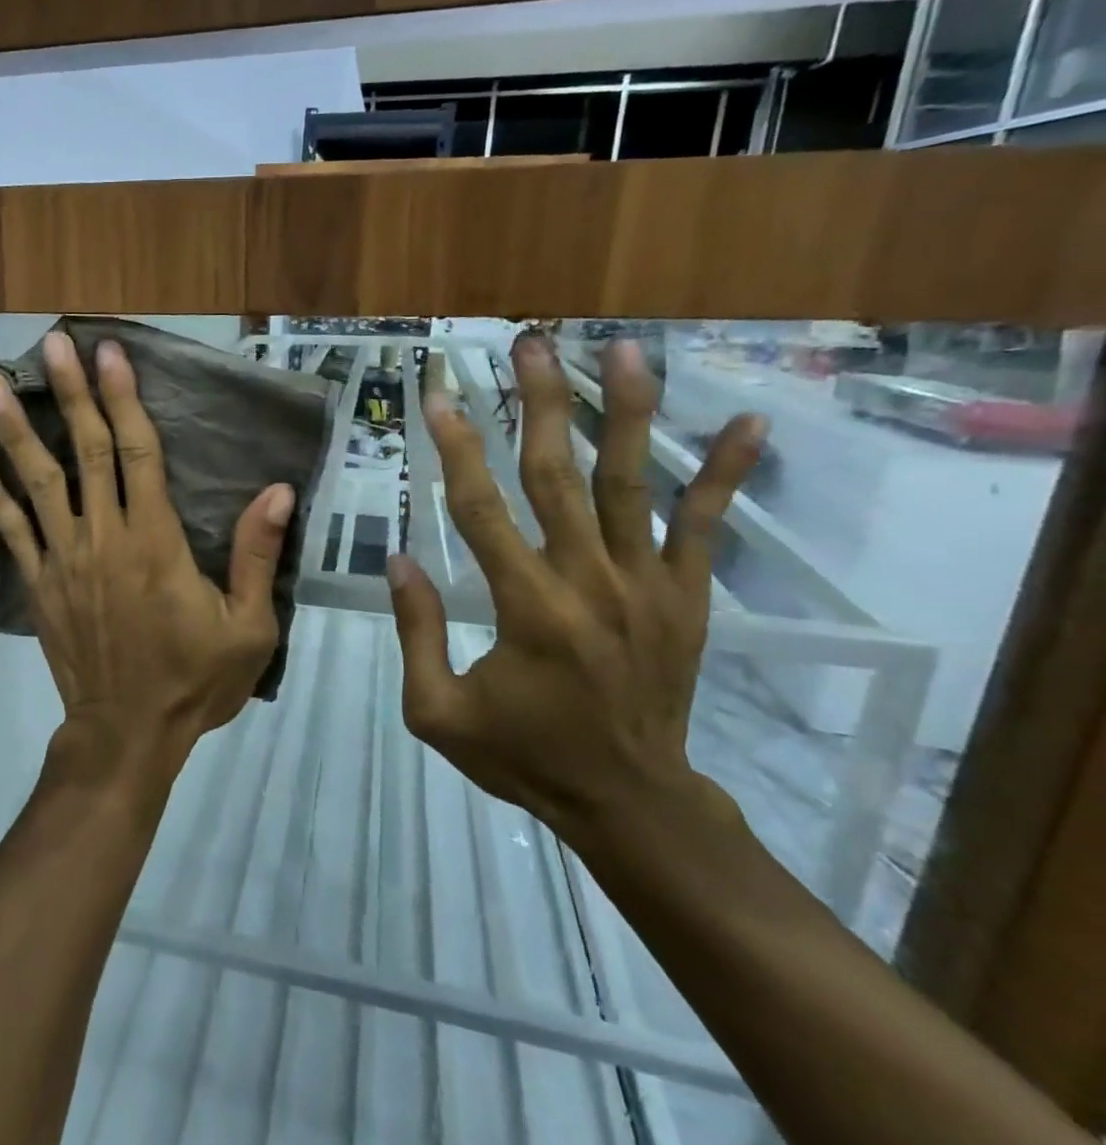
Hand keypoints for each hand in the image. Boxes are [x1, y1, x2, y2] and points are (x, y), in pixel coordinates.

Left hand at [0, 332, 295, 789]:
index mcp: (156, 542)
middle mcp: (104, 537)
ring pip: (37, 481)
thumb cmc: (194, 681)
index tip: (110, 354)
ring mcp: (63, 559)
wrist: (127, 733)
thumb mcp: (248, 628)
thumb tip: (278, 491)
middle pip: (87, 451)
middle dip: (70, 392)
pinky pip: (9, 530)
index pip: (139, 453)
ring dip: (14, 429)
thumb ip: (257, 556)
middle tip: (51, 342)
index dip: (124, 399)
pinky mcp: (38, 584)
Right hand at [387, 335, 767, 837]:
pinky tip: (745, 422)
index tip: (440, 395)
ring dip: (626, 412)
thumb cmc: (522, 756)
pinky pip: (705, 526)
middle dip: (540, 402)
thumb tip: (399, 559)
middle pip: (557, 473)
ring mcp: (646, 585)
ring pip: (632, 483)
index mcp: (525, 608)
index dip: (456, 447)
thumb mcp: (437, 711)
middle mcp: (588, 582)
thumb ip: (416, 632)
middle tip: (529, 343)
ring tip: (623, 350)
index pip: (480, 508)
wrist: (628, 801)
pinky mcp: (686, 597)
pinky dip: (724, 474)